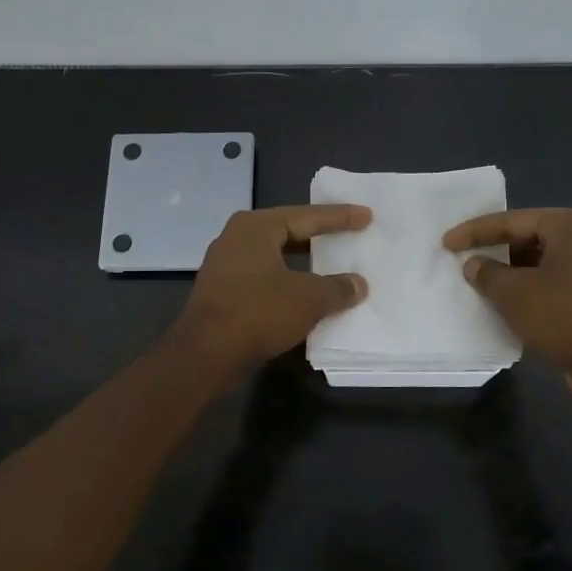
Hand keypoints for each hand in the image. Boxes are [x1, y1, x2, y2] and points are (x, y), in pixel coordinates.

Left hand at [171, 204, 371, 380]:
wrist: (205, 355)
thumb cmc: (258, 313)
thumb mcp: (308, 299)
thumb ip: (337, 288)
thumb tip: (358, 284)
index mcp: (255, 227)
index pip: (307, 216)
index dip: (340, 217)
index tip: (366, 216)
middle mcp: (236, 238)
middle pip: (288, 232)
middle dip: (319, 236)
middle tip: (349, 234)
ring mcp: (226, 266)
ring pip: (275, 257)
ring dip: (304, 264)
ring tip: (332, 264)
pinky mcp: (223, 292)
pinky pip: (264, 279)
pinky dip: (288, 283)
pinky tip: (306, 294)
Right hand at [442, 208, 571, 378]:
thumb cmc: (562, 316)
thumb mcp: (513, 293)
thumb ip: (486, 273)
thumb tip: (475, 264)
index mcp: (569, 224)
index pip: (510, 221)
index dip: (474, 232)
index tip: (446, 243)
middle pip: (528, 236)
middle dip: (496, 249)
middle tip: (465, 258)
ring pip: (541, 259)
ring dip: (513, 270)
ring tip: (484, 281)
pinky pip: (555, 278)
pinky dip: (531, 285)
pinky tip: (512, 299)